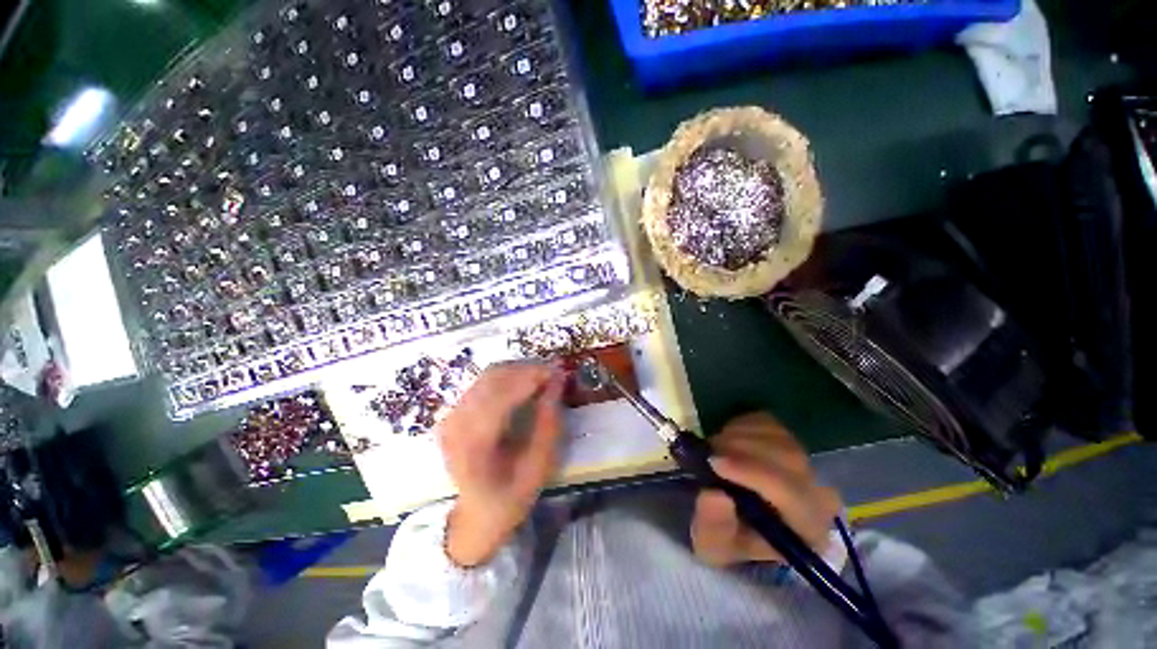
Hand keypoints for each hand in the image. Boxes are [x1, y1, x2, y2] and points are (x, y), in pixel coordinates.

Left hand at [439, 361, 565, 566]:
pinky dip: (508, 377)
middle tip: (554, 372)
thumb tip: (557, 382)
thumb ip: (549, 423)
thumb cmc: (511, 497)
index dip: (531, 377)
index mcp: (474, 447)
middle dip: (527, 369)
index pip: (501, 396)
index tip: (559, 371)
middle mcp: (455, 425)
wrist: (475, 516)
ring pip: (488, 376)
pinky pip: (483, 382)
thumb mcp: (539, 467)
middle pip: (492, 379)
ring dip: (518, 370)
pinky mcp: (454, 412)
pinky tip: (525, 384)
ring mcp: (451, 417)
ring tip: (543, 377)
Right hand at [691, 412, 841, 566]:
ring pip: (776, 436)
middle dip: (741, 450)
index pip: (792, 495)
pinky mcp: (789, 440)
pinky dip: (741, 425)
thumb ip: (713, 526)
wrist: (734, 517)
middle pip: (788, 458)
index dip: (753, 474)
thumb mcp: (711, 544)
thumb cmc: (726, 537)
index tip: (714, 462)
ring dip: (737, 436)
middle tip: (708, 452)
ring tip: (715, 449)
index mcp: (806, 530)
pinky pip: (766, 422)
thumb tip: (715, 495)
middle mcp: (817, 495)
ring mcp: (805, 463)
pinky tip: (728, 441)